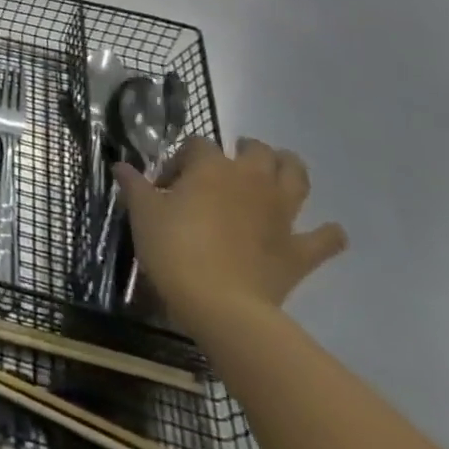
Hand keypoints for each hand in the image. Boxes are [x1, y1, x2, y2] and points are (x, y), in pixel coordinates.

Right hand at [116, 137, 346, 334]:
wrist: (220, 303)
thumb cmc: (174, 248)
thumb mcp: (142, 212)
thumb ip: (134, 185)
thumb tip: (121, 166)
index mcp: (211, 167)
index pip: (197, 145)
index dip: (180, 159)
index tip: (165, 184)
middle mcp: (251, 181)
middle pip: (258, 151)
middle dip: (245, 151)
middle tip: (228, 164)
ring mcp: (281, 215)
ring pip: (298, 178)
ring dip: (291, 169)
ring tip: (280, 171)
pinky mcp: (300, 250)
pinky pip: (325, 238)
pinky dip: (327, 233)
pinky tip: (325, 231)